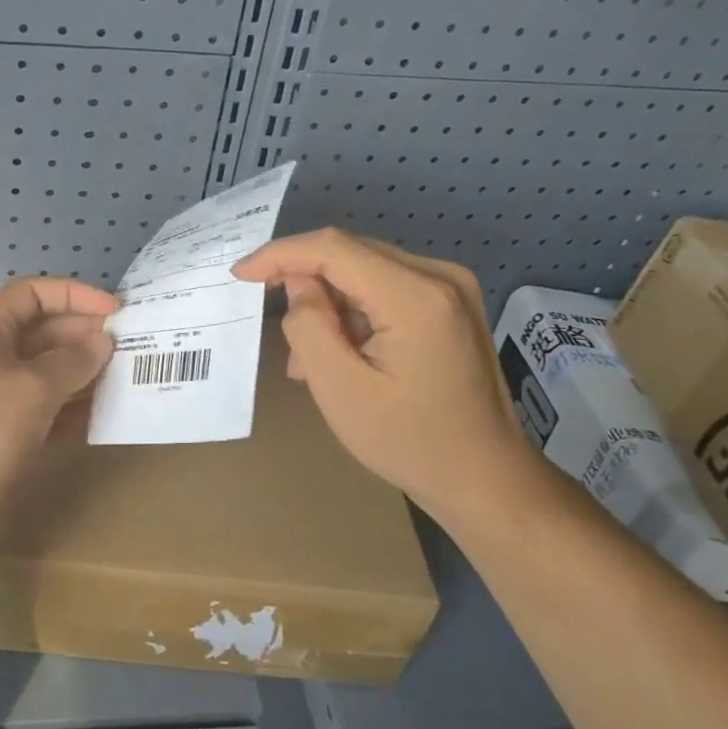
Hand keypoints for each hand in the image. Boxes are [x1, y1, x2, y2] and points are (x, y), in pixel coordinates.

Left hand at [0, 276, 116, 550]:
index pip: (33, 293)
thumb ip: (73, 361)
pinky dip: (71, 406)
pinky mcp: (3, 429)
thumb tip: (102, 342)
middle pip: (42, 330)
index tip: (116, 312)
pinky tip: (104, 413)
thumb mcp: (32, 390)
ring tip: (126, 377)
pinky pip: (44, 405)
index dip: (75, 295)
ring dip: (83, 372)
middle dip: (84, 335)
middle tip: (130, 347)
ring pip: (46, 370)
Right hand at [232, 228, 540, 517]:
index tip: (240, 275)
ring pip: (364, 272)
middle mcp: (440, 277)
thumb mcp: (341, 390)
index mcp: (416, 296)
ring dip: (328, 305)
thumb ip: (309, 326)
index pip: (333, 248)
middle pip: (350, 255)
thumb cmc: (411, 442)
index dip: (280, 254)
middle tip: (277, 329)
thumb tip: (299, 286)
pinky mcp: (450, 304)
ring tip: (308, 360)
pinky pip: (385, 289)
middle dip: (304, 284)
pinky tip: (341, 353)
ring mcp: (451, 288)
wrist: (487, 480)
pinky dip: (354, 313)